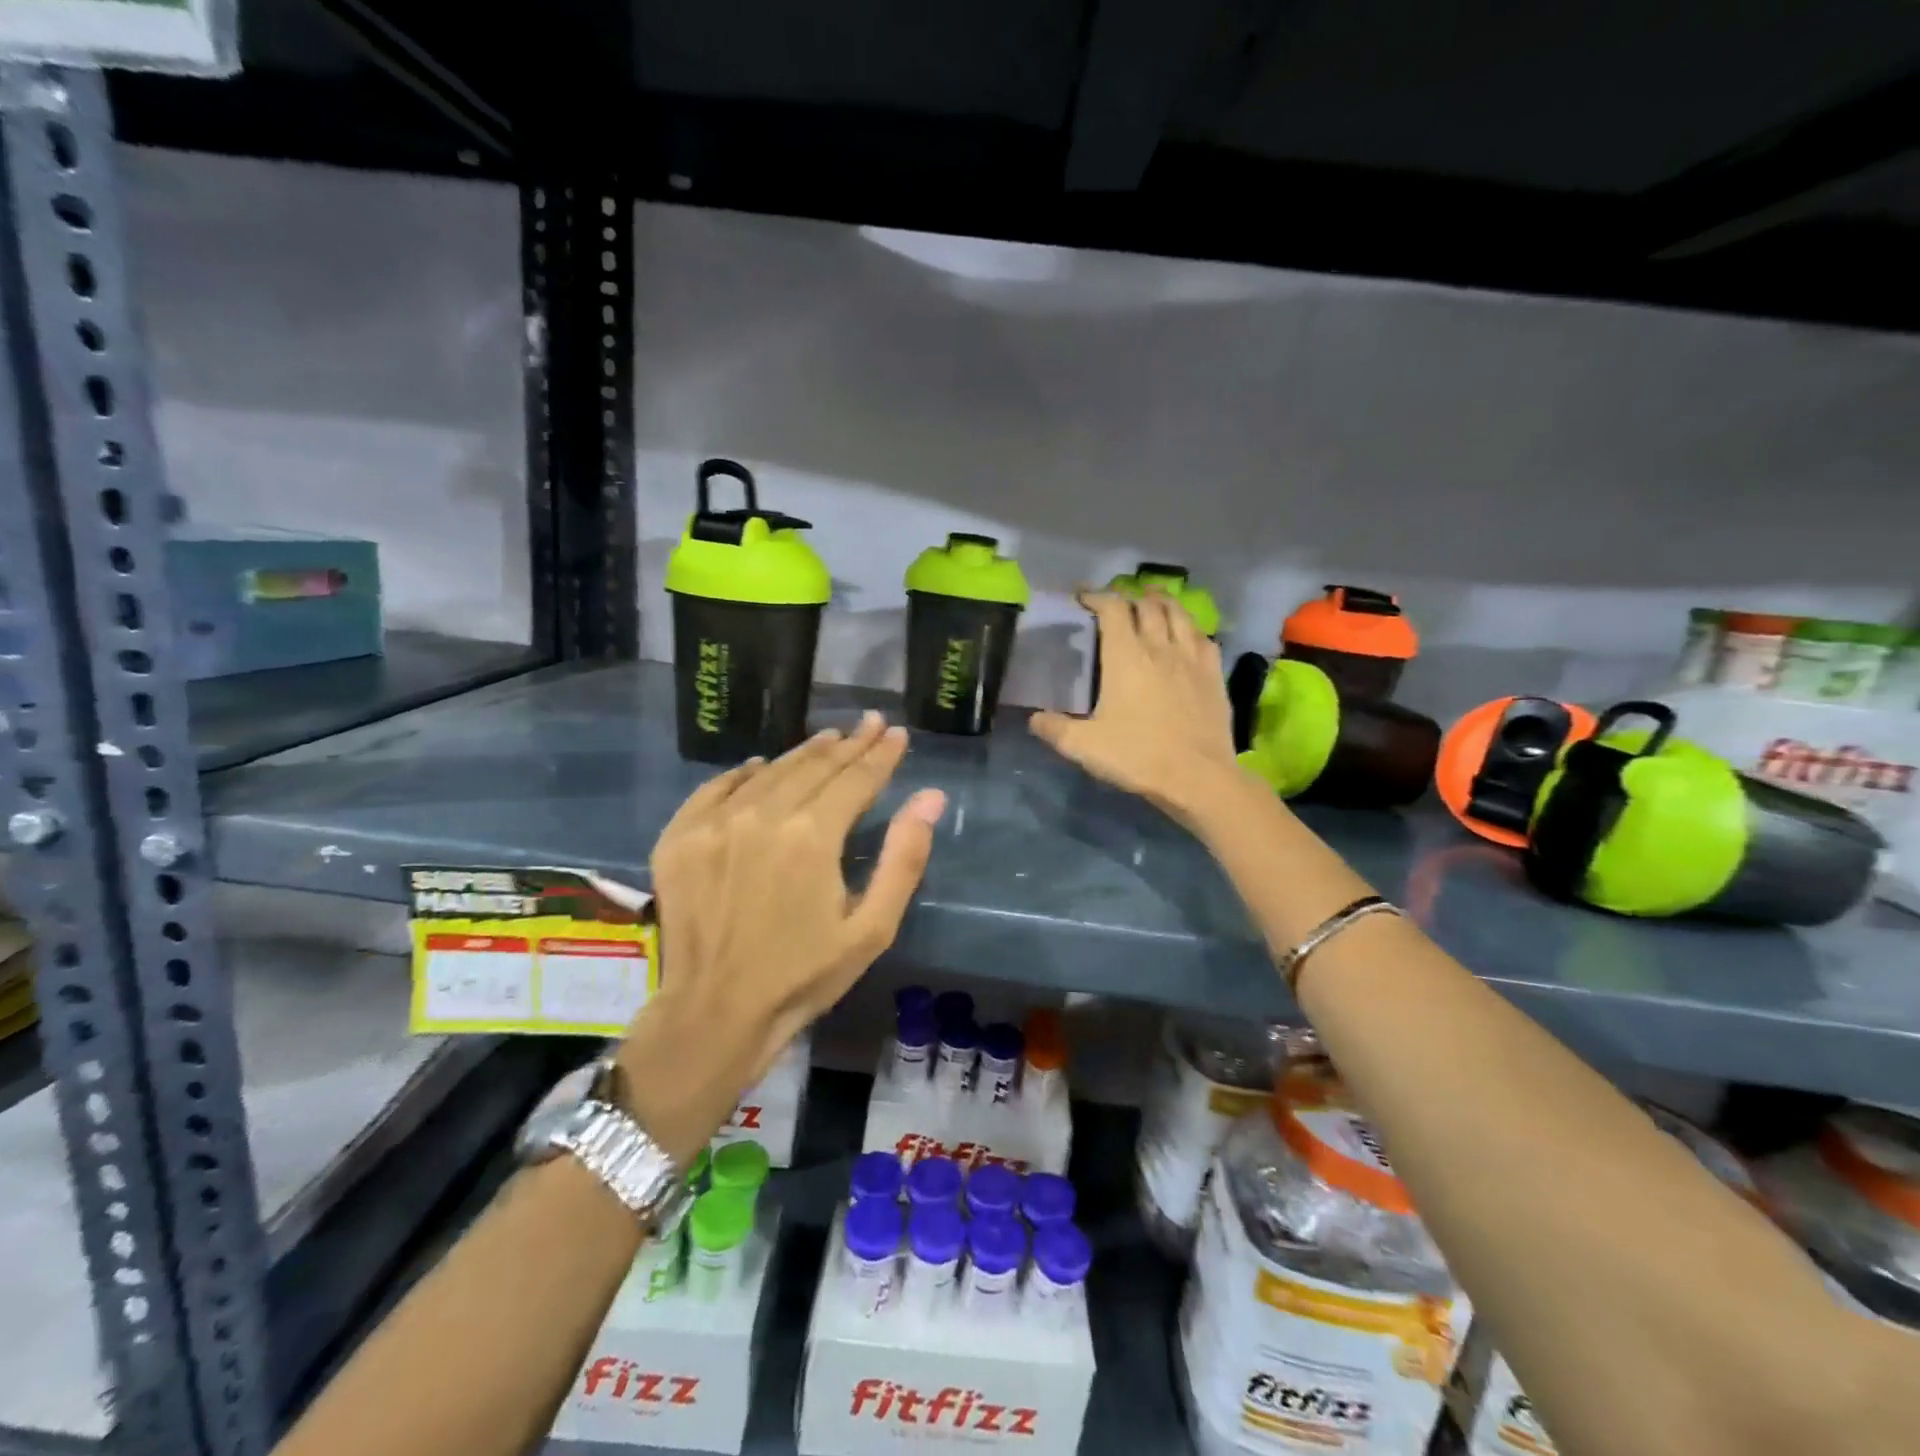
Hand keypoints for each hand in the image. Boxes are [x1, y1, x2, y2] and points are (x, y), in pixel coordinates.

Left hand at [616, 712, 946, 1163]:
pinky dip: (743, 774)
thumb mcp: (871, 929)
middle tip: (871, 724)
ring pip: (768, 772)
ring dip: (803, 753)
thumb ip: (903, 858)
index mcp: (811, 837)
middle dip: (849, 745)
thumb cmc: (803, 976)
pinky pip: (716, 789)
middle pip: (814, 767)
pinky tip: (758, 766)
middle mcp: (761, 816)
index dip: (881, 755)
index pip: (856, 779)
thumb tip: (930, 797)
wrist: (714, 1015)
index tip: (898, 734)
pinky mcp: (679, 838)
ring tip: (829, 739)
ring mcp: (714, 824)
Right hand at [1030, 590, 1242, 822]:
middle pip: (1148, 605)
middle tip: (1118, 601)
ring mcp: (1192, 658)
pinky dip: (1191, 628)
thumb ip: (1055, 729)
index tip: (1083, 596)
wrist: (1197, 777)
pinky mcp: (1215, 675)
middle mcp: (1160, 647)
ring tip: (1153, 600)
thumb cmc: (1137, 756)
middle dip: (1130, 596)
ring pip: (1180, 614)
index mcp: (1126, 656)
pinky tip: (1188, 634)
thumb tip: (1034, 719)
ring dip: (1163, 602)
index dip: (1097, 597)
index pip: (1113, 609)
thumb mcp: (1084, 746)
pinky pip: (1204, 638)